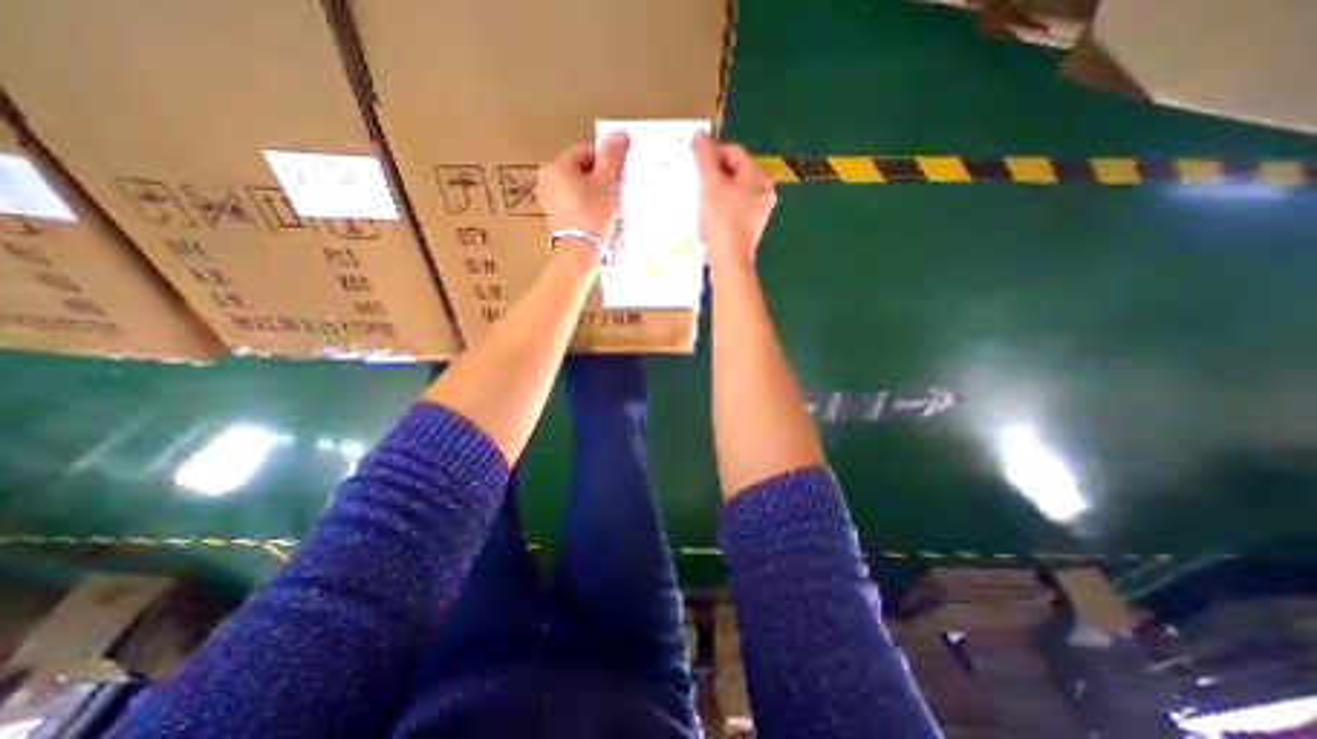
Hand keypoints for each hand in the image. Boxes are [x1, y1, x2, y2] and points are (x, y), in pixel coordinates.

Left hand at [535, 134, 625, 244]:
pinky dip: (584, 205)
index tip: (616, 178)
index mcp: (556, 166)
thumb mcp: (605, 183)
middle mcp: (546, 179)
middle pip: (580, 170)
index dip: (604, 163)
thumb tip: (619, 133)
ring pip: (576, 187)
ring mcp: (548, 200)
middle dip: (598, 179)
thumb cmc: (592, 214)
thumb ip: (611, 157)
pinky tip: (595, 216)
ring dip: (592, 193)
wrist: (580, 251)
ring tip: (605, 207)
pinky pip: (572, 203)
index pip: (586, 153)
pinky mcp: (554, 216)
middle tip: (612, 193)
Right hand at [690, 131, 773, 271]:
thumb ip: (705, 157)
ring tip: (701, 203)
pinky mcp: (750, 226)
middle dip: (713, 176)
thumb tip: (700, 135)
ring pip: (732, 191)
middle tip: (696, 185)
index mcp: (759, 176)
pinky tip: (709, 218)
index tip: (694, 164)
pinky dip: (720, 208)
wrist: (729, 260)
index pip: (733, 152)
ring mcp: (758, 210)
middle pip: (734, 172)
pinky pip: (733, 208)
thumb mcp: (711, 184)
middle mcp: (764, 190)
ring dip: (714, 193)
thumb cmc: (722, 219)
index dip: (712, 154)